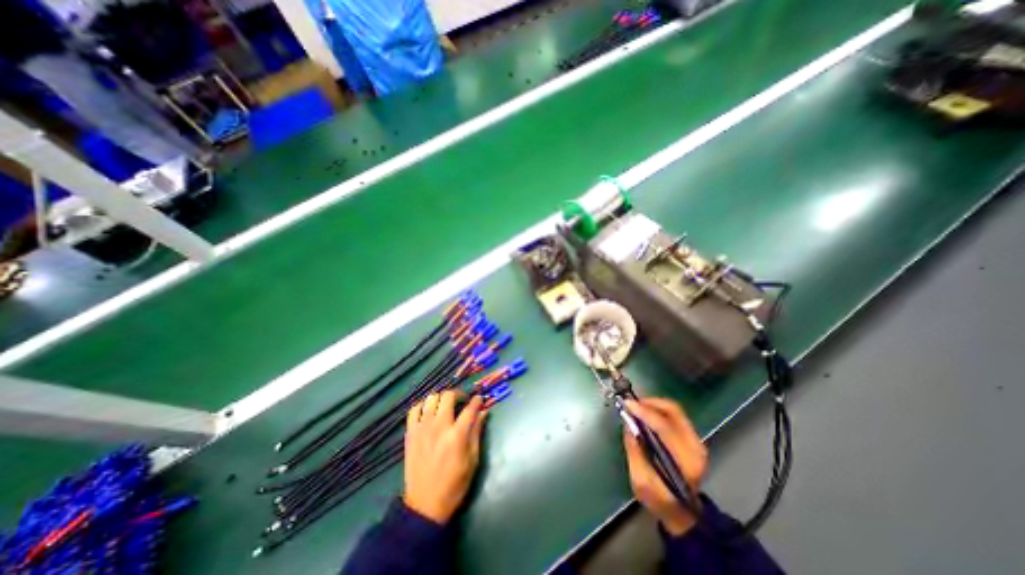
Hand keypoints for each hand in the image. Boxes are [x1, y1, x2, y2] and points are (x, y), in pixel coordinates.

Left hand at [403, 391, 485, 526]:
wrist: (425, 505)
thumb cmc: (454, 484)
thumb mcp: (472, 460)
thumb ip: (477, 433)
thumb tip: (483, 413)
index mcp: (457, 435)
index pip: (470, 408)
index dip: (477, 400)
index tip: (479, 399)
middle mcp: (439, 427)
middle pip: (448, 396)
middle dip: (458, 394)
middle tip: (462, 401)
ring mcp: (422, 428)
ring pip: (431, 398)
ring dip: (441, 398)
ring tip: (445, 406)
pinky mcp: (410, 434)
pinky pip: (414, 409)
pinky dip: (422, 406)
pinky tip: (428, 412)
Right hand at [621, 398, 710, 536]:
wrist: (682, 512)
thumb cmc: (660, 500)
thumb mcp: (640, 481)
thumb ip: (634, 451)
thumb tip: (628, 424)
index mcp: (685, 461)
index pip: (664, 427)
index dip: (644, 412)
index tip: (627, 404)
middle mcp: (695, 447)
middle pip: (673, 412)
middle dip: (649, 403)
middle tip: (631, 403)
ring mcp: (697, 442)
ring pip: (674, 410)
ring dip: (653, 404)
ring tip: (636, 407)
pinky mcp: (693, 438)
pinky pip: (675, 415)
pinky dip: (658, 409)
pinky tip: (646, 413)